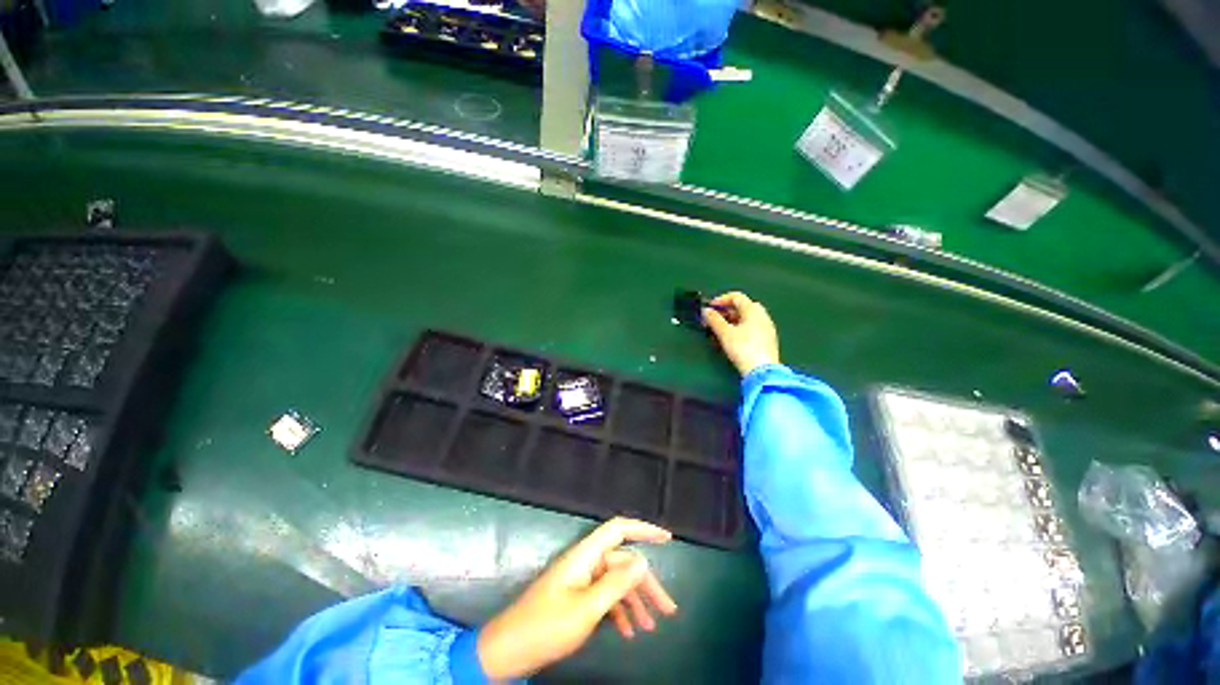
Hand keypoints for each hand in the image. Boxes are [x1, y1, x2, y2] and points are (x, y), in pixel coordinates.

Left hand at [477, 518, 677, 679]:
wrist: (508, 652)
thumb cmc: (546, 626)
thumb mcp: (586, 609)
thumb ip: (616, 584)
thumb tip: (644, 561)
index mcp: (585, 555)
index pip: (618, 529)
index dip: (643, 529)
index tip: (668, 539)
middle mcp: (585, 562)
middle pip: (623, 563)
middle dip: (646, 585)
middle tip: (669, 611)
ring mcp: (581, 580)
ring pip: (616, 582)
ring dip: (635, 603)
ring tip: (651, 628)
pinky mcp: (577, 597)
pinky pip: (605, 597)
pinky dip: (619, 612)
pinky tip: (629, 633)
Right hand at [703, 291, 780, 376]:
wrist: (762, 371)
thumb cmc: (743, 348)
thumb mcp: (724, 333)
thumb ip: (714, 320)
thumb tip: (706, 311)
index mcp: (753, 310)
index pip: (736, 297)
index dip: (721, 300)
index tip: (709, 308)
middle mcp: (762, 316)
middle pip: (742, 307)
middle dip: (726, 311)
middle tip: (714, 319)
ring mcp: (767, 328)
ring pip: (747, 318)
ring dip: (732, 321)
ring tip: (719, 330)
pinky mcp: (767, 340)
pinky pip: (751, 328)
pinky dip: (739, 329)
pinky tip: (731, 339)